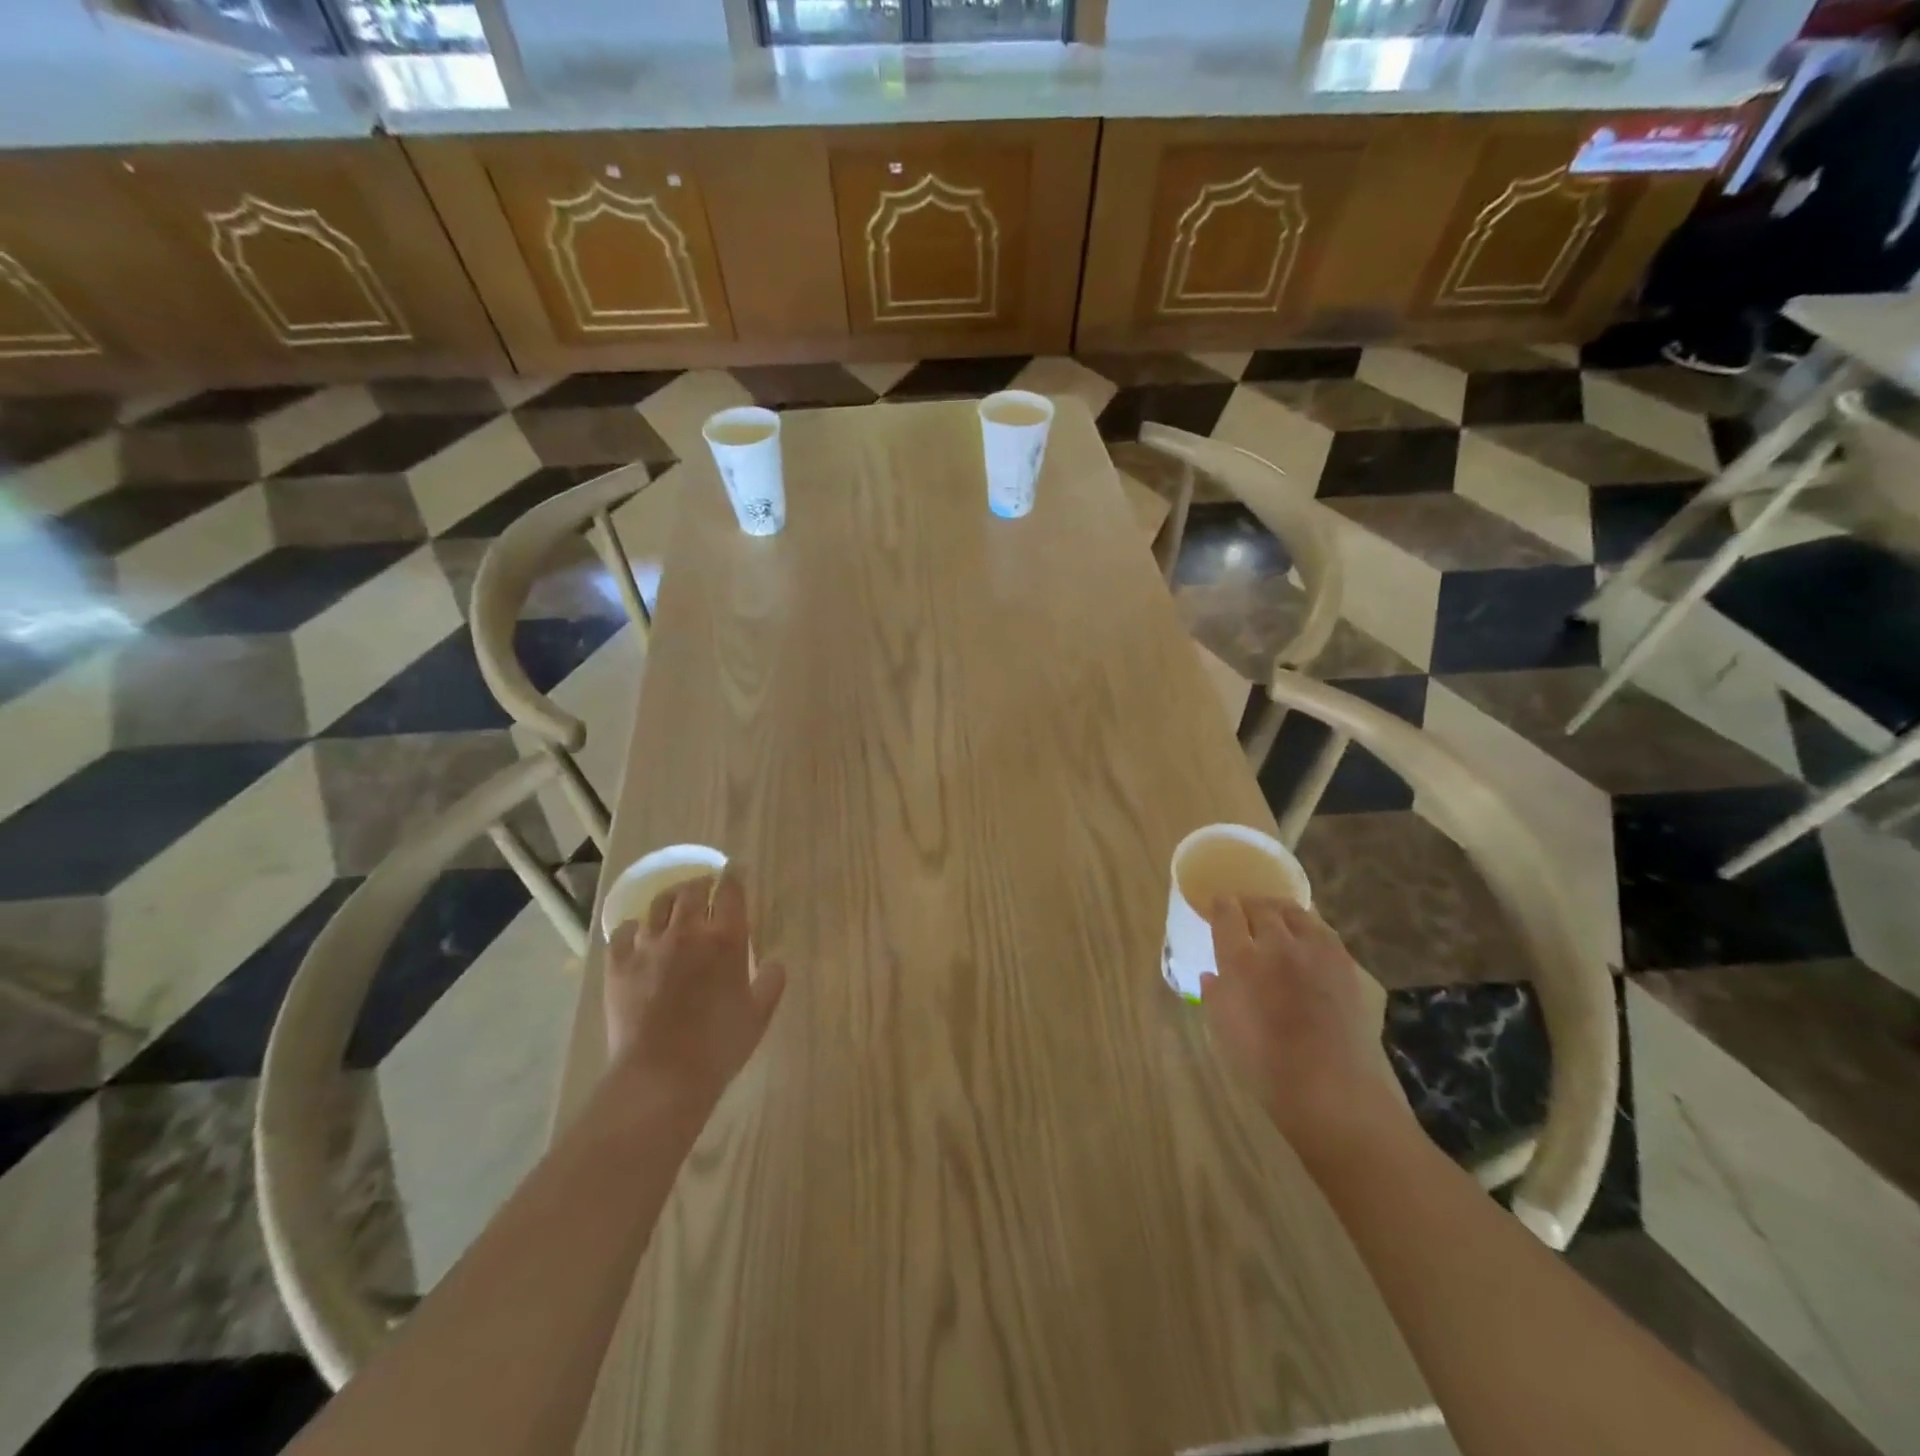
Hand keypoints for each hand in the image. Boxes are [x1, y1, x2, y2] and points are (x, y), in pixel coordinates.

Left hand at [604, 870, 787, 1108]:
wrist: (662, 1075)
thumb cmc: (720, 1045)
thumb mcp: (758, 1015)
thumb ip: (770, 982)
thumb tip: (774, 963)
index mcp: (726, 939)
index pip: (731, 892)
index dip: (734, 876)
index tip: (736, 869)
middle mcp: (687, 932)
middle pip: (692, 891)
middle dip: (701, 883)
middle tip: (706, 886)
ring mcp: (649, 946)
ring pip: (658, 905)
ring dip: (670, 899)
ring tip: (674, 903)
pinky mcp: (619, 965)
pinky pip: (623, 932)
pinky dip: (634, 927)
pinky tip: (638, 934)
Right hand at [1200, 897, 1405, 1158]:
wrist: (1332, 1090)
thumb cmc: (1265, 1066)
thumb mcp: (1222, 1030)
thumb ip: (1215, 995)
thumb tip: (1213, 975)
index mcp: (1241, 959)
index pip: (1227, 913)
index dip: (1220, 905)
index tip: (1218, 905)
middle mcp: (1278, 944)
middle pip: (1261, 907)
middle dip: (1249, 904)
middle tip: (1244, 912)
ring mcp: (1315, 951)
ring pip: (1295, 912)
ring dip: (1280, 910)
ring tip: (1276, 917)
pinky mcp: (1345, 964)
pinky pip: (1323, 931)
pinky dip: (1309, 927)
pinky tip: (1307, 938)